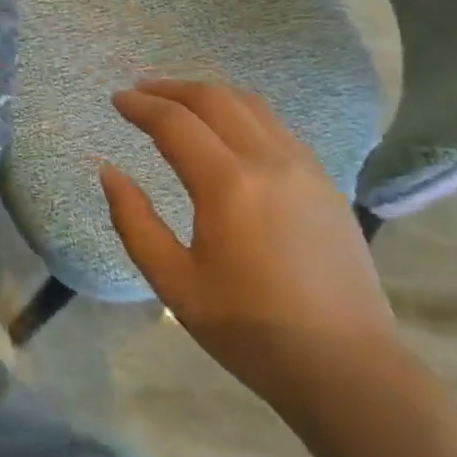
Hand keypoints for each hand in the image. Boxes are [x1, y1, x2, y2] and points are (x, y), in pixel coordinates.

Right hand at [100, 79, 400, 416]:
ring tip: (180, 103)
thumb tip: (109, 172)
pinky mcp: (326, 181)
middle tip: (141, 93)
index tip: (117, 100)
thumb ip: (134, 222)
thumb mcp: (175, 284)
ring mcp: (304, 167)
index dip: (141, 106)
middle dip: (172, 88)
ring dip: (209, 95)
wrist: (347, 367)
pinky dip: (241, 112)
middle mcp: (269, 160)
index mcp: (228, 185)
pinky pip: (276, 126)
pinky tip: (228, 131)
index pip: (175, 122)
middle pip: (215, 98)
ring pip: (251, 104)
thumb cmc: (251, 331)